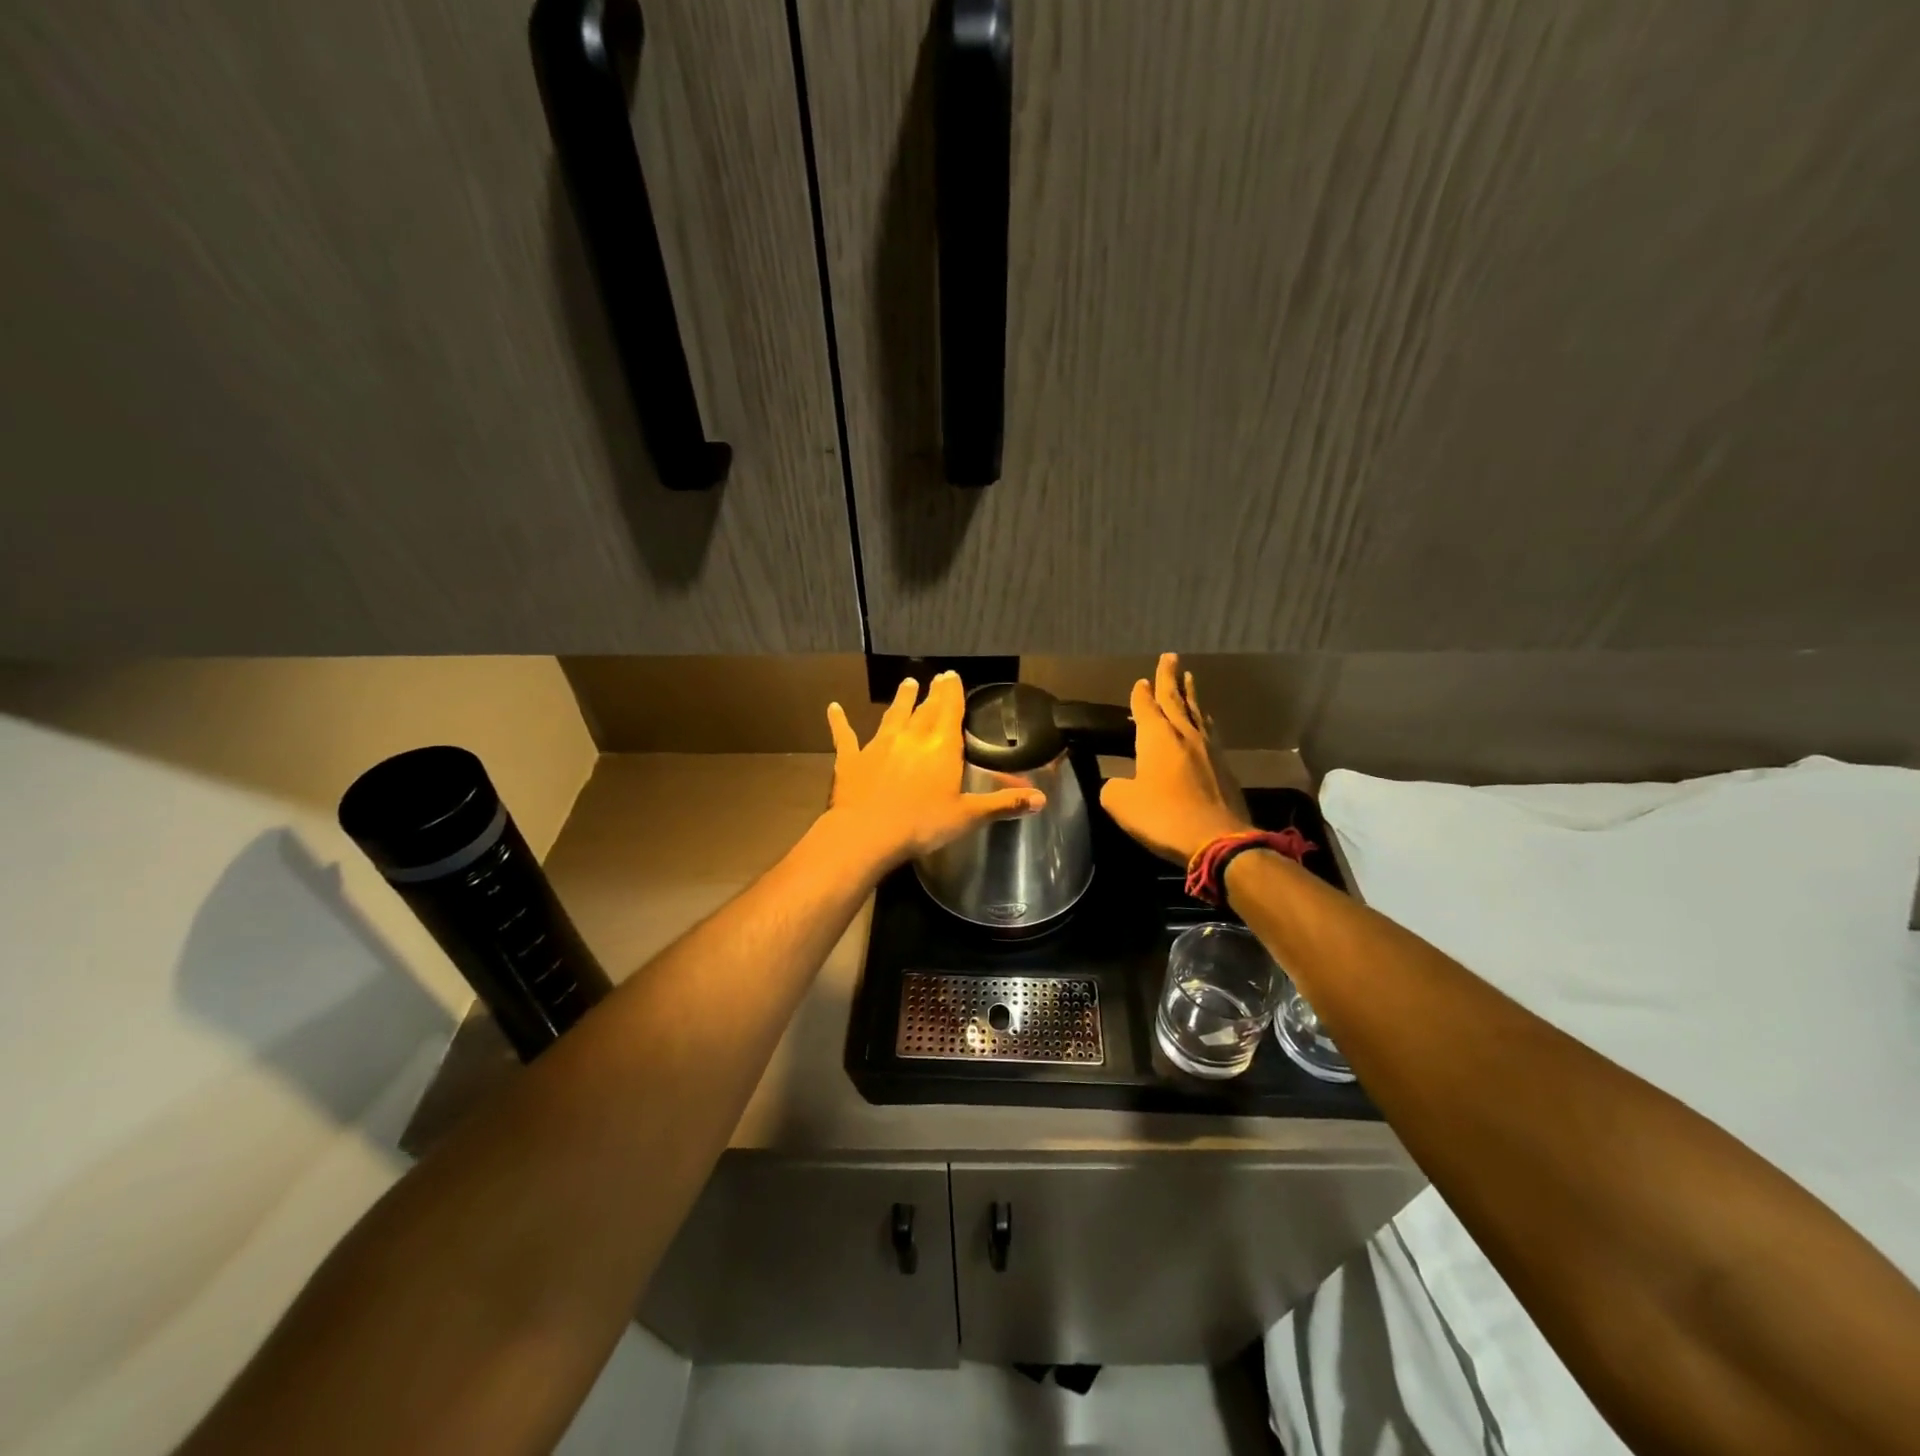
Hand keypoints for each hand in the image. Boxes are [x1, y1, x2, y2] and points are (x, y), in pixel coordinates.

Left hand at [823, 672, 1043, 871]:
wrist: (867, 833)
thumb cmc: (922, 825)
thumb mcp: (968, 817)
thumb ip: (1003, 804)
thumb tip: (1042, 800)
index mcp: (941, 747)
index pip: (951, 711)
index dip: (953, 692)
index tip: (953, 676)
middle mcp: (911, 737)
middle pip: (925, 709)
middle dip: (933, 693)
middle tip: (937, 677)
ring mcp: (879, 745)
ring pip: (893, 716)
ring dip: (901, 700)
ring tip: (906, 684)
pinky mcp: (851, 759)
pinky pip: (845, 736)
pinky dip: (839, 722)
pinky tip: (833, 709)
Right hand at [1100, 653, 1250, 863]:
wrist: (1218, 839)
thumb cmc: (1164, 817)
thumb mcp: (1122, 804)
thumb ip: (1112, 787)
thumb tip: (1114, 783)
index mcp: (1156, 738)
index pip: (1146, 706)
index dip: (1141, 694)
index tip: (1140, 681)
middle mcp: (1184, 735)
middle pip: (1176, 699)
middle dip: (1170, 678)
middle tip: (1170, 657)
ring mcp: (1208, 749)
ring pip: (1197, 713)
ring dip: (1191, 695)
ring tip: (1189, 680)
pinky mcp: (1224, 767)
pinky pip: (1210, 733)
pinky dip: (1203, 721)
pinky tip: (1205, 723)